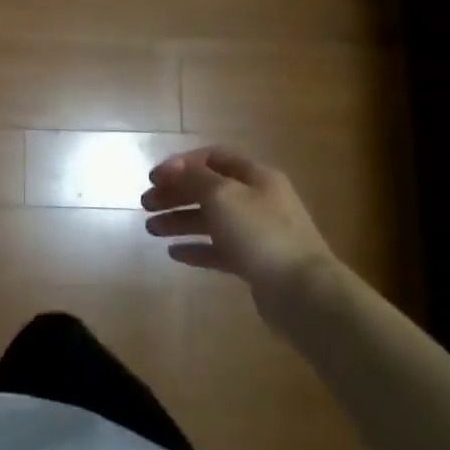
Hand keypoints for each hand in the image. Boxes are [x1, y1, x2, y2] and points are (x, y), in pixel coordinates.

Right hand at [141, 146, 334, 296]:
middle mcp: (258, 200)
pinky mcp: (255, 263)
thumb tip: (174, 169)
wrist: (303, 292)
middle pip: (209, 189)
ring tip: (151, 230)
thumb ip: (194, 178)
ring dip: (179, 221)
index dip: (181, 164)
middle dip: (175, 193)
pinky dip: (196, 248)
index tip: (154, 178)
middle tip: (146, 204)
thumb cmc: (260, 233)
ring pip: (211, 220)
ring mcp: (257, 233)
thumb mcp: (222, 195)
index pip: (213, 158)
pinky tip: (174, 253)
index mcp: (256, 176)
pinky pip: (219, 250)